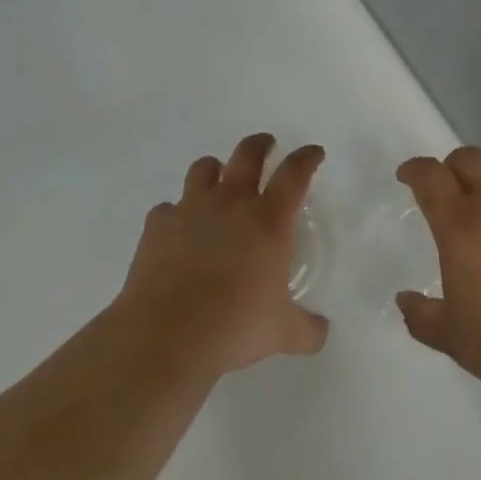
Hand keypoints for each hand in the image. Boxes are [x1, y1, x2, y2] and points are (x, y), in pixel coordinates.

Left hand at [115, 133, 329, 375]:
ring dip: (214, 170)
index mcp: (268, 220)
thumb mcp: (281, 333)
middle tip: (266, 145)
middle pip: (247, 154)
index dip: (306, 158)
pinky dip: (176, 214)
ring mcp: (190, 209)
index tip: (313, 153)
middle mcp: (231, 203)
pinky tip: (178, 231)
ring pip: (204, 168)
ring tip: (218, 181)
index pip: (294, 173)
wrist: (167, 335)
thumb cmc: (234, 326)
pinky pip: (168, 208)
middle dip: (260, 144)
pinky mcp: (157, 225)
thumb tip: (322, 333)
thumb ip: (306, 330)